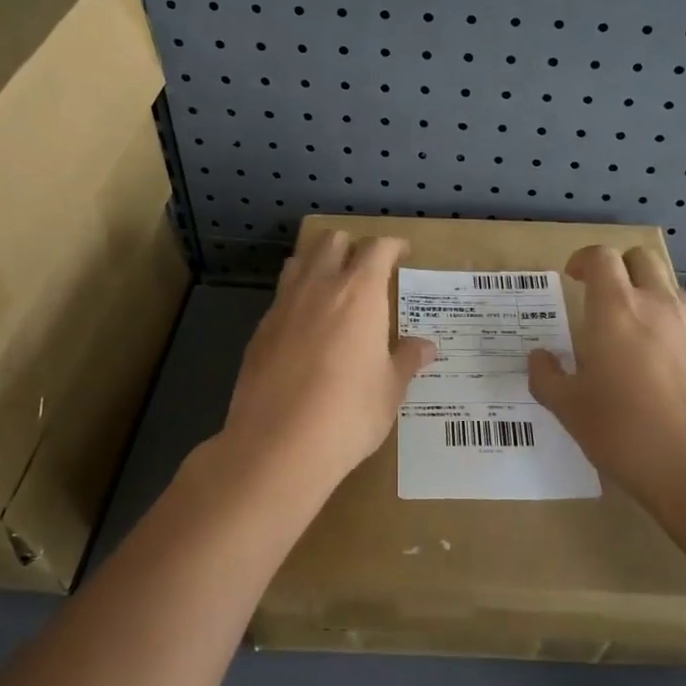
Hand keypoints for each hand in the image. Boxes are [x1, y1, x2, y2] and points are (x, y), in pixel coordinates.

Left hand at [211, 229, 435, 503]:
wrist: (277, 445)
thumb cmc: (348, 413)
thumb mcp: (389, 389)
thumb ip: (406, 360)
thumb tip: (426, 347)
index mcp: (359, 292)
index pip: (377, 248)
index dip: (393, 246)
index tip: (402, 254)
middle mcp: (319, 286)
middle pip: (333, 241)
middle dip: (352, 247)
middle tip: (367, 271)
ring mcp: (284, 305)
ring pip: (300, 261)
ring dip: (319, 263)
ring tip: (333, 289)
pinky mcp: (260, 330)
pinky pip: (281, 296)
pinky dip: (297, 297)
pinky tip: (306, 328)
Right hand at [527, 246, 685, 504]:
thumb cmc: (627, 435)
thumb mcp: (570, 411)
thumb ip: (547, 377)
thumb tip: (539, 357)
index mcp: (615, 311)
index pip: (601, 257)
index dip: (585, 260)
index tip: (574, 278)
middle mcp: (659, 307)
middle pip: (642, 258)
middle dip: (621, 268)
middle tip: (605, 299)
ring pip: (672, 292)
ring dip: (651, 300)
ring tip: (638, 341)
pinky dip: (677, 336)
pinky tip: (672, 377)